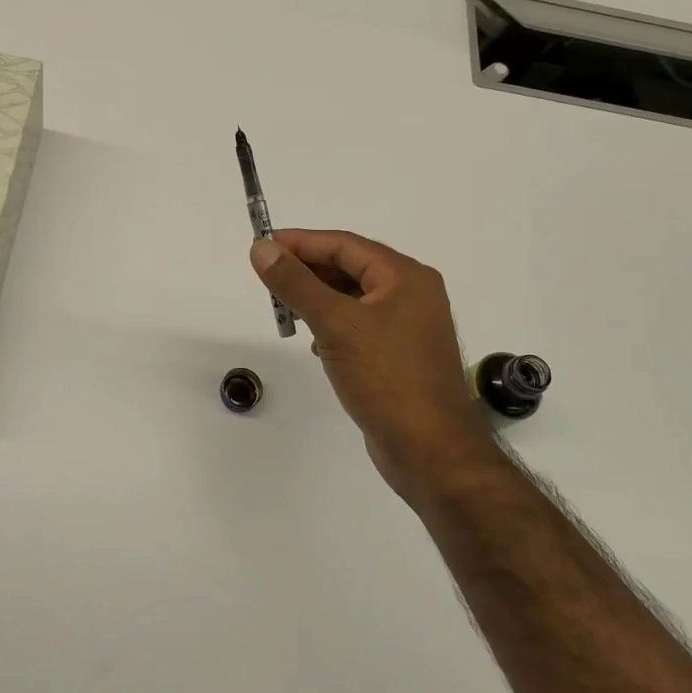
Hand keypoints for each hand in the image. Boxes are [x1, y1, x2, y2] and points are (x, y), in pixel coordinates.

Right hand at [250, 229, 492, 499]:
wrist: (430, 451)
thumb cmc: (386, 377)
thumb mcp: (335, 324)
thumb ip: (296, 284)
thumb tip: (261, 248)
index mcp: (405, 277)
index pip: (345, 245)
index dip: (301, 242)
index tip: (262, 246)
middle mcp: (411, 295)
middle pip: (350, 269)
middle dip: (307, 271)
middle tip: (267, 277)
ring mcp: (407, 328)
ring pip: (352, 299)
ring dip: (317, 299)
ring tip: (283, 308)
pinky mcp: (398, 357)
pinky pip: (358, 327)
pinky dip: (331, 325)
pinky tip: (312, 341)